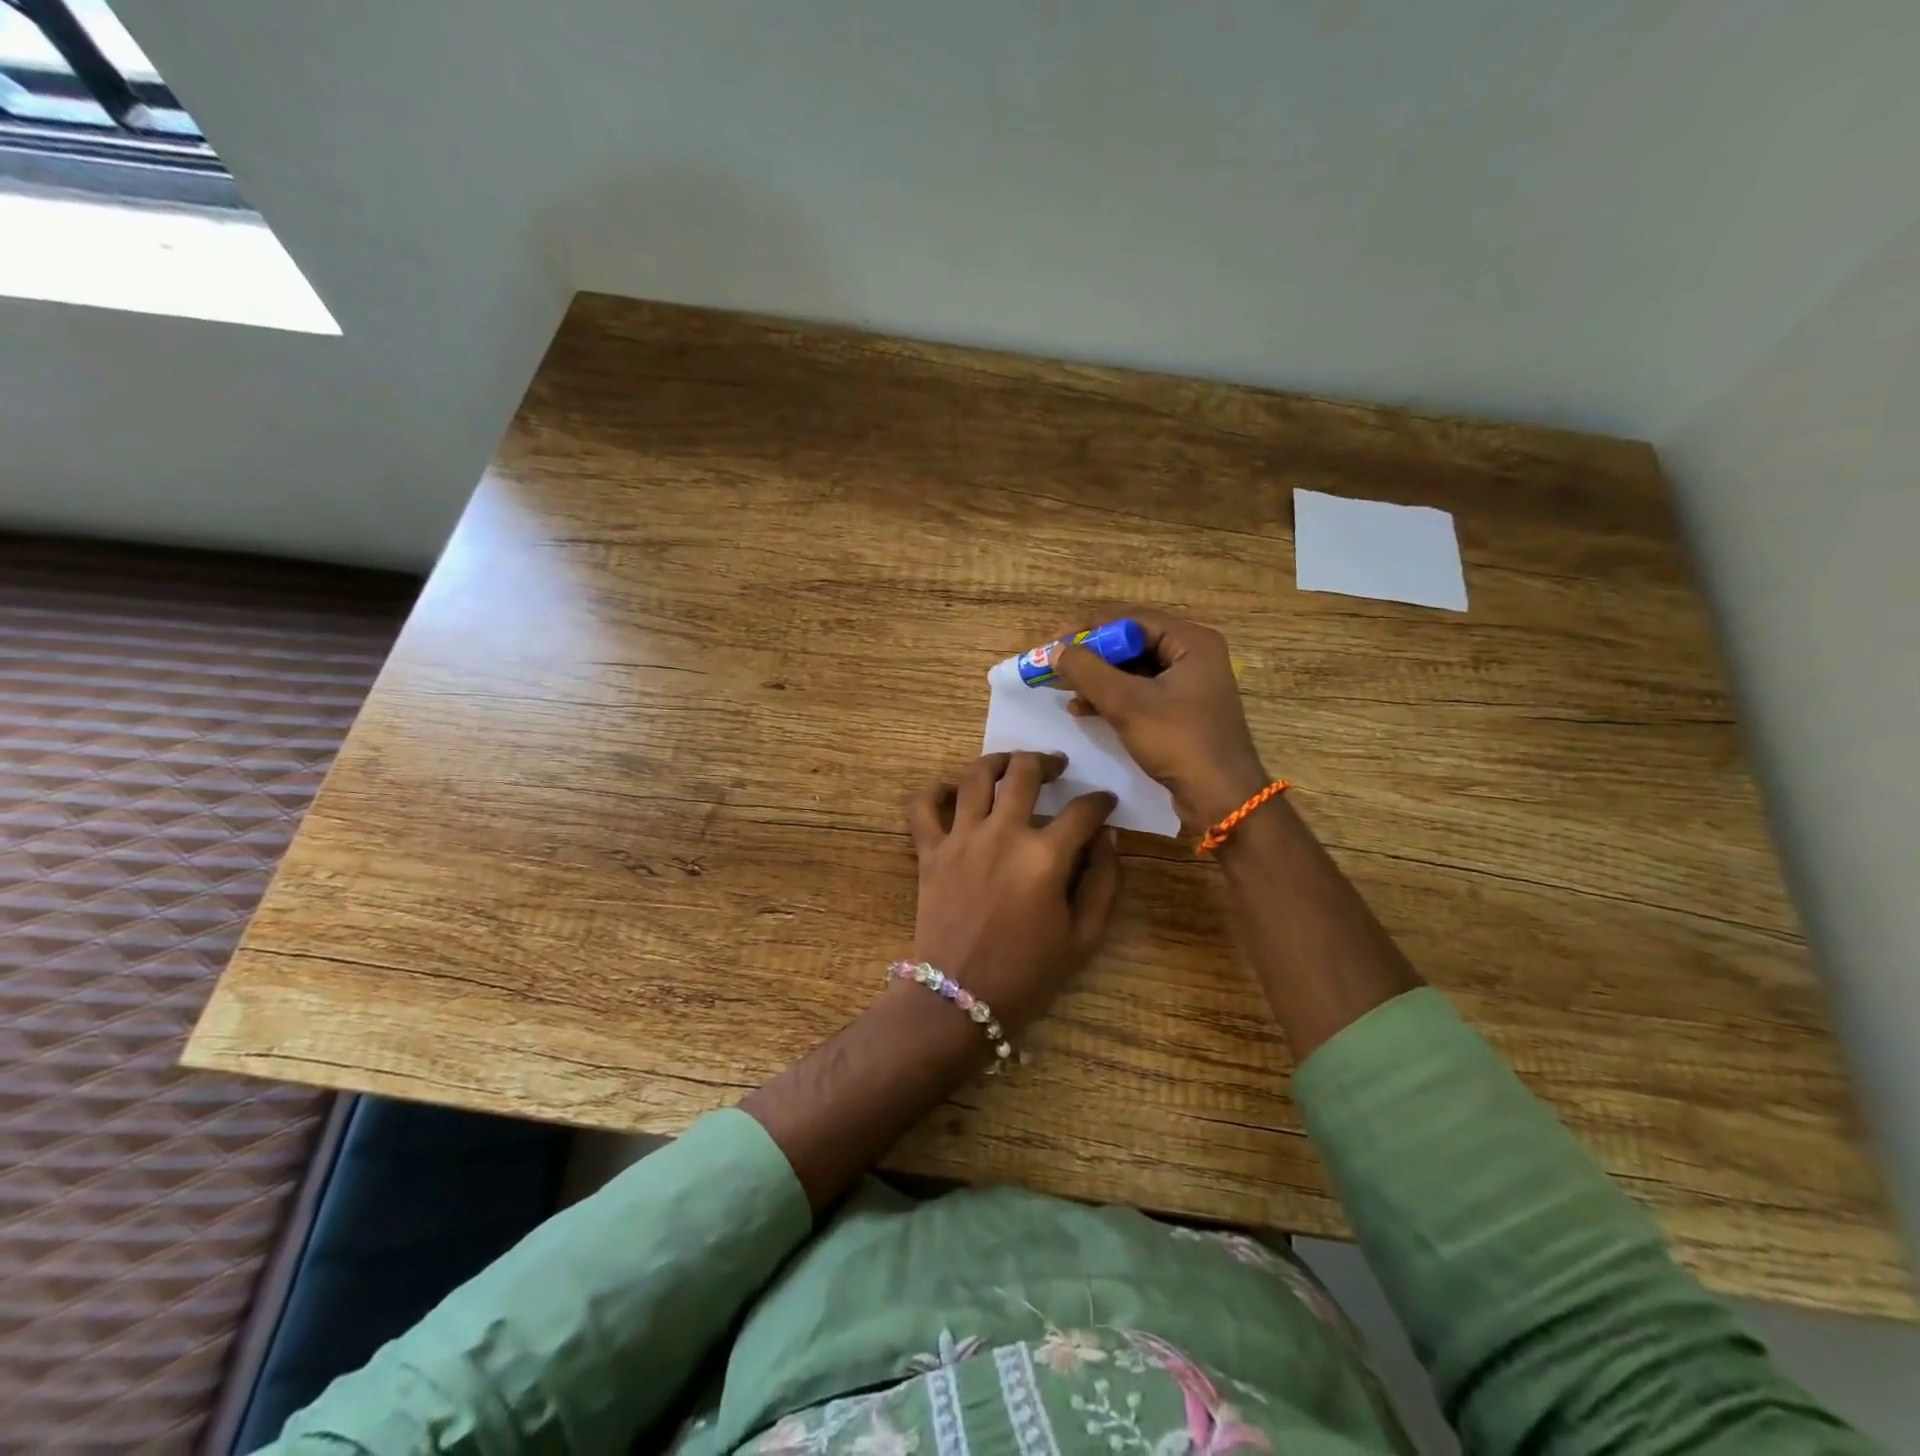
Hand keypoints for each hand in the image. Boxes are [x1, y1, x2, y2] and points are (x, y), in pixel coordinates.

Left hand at [905, 751, 1121, 1032]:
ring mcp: (960, 839)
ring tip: (1011, 763)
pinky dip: (934, 791)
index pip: (1082, 811)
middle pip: (1025, 773)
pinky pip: (922, 806)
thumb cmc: (1028, 975)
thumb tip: (1107, 837)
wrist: (959, 1001)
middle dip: (1047, 761)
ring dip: (998, 760)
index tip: (1106, 803)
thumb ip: (1104, 882)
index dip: (1101, 802)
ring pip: (976, 775)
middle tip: (1057, 765)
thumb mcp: (1085, 938)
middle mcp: (1002, 834)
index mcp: (1045, 857)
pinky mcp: (929, 851)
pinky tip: (951, 791)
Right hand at [1052, 610, 1268, 831]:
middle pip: (1132, 644)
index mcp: (1191, 643)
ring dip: (1099, 680)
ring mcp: (1189, 686)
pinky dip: (1112, 698)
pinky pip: (1140, 693)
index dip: (1089, 630)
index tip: (1056, 645)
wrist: (1221, 798)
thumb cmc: (1179, 742)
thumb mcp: (1127, 703)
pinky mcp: (1181, 712)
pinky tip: (1085, 711)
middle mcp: (1193, 656)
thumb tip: (1056, 650)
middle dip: (1092, 658)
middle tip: (1058, 668)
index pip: (1131, 621)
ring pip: (1133, 671)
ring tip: (1067, 694)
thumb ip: (1088, 672)